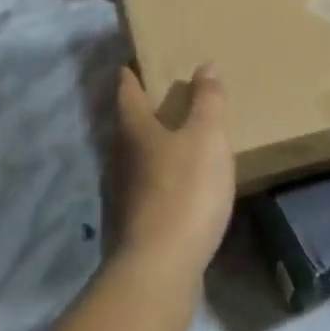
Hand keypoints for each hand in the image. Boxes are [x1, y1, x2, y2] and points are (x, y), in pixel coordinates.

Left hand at [111, 64, 235, 282]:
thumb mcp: (206, 138)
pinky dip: (160, 178)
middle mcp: (121, 158)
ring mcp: (123, 194)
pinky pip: (146, 189)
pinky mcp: (133, 224)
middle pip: (128, 126)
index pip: (127, 93)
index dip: (130, 75)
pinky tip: (178, 185)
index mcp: (135, 130)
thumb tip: (205, 65)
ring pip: (136, 159)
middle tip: (163, 97)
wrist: (160, 267)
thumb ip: (208, 102)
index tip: (130, 63)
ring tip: (176, 139)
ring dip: (152, 146)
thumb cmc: (185, 190)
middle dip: (142, 111)